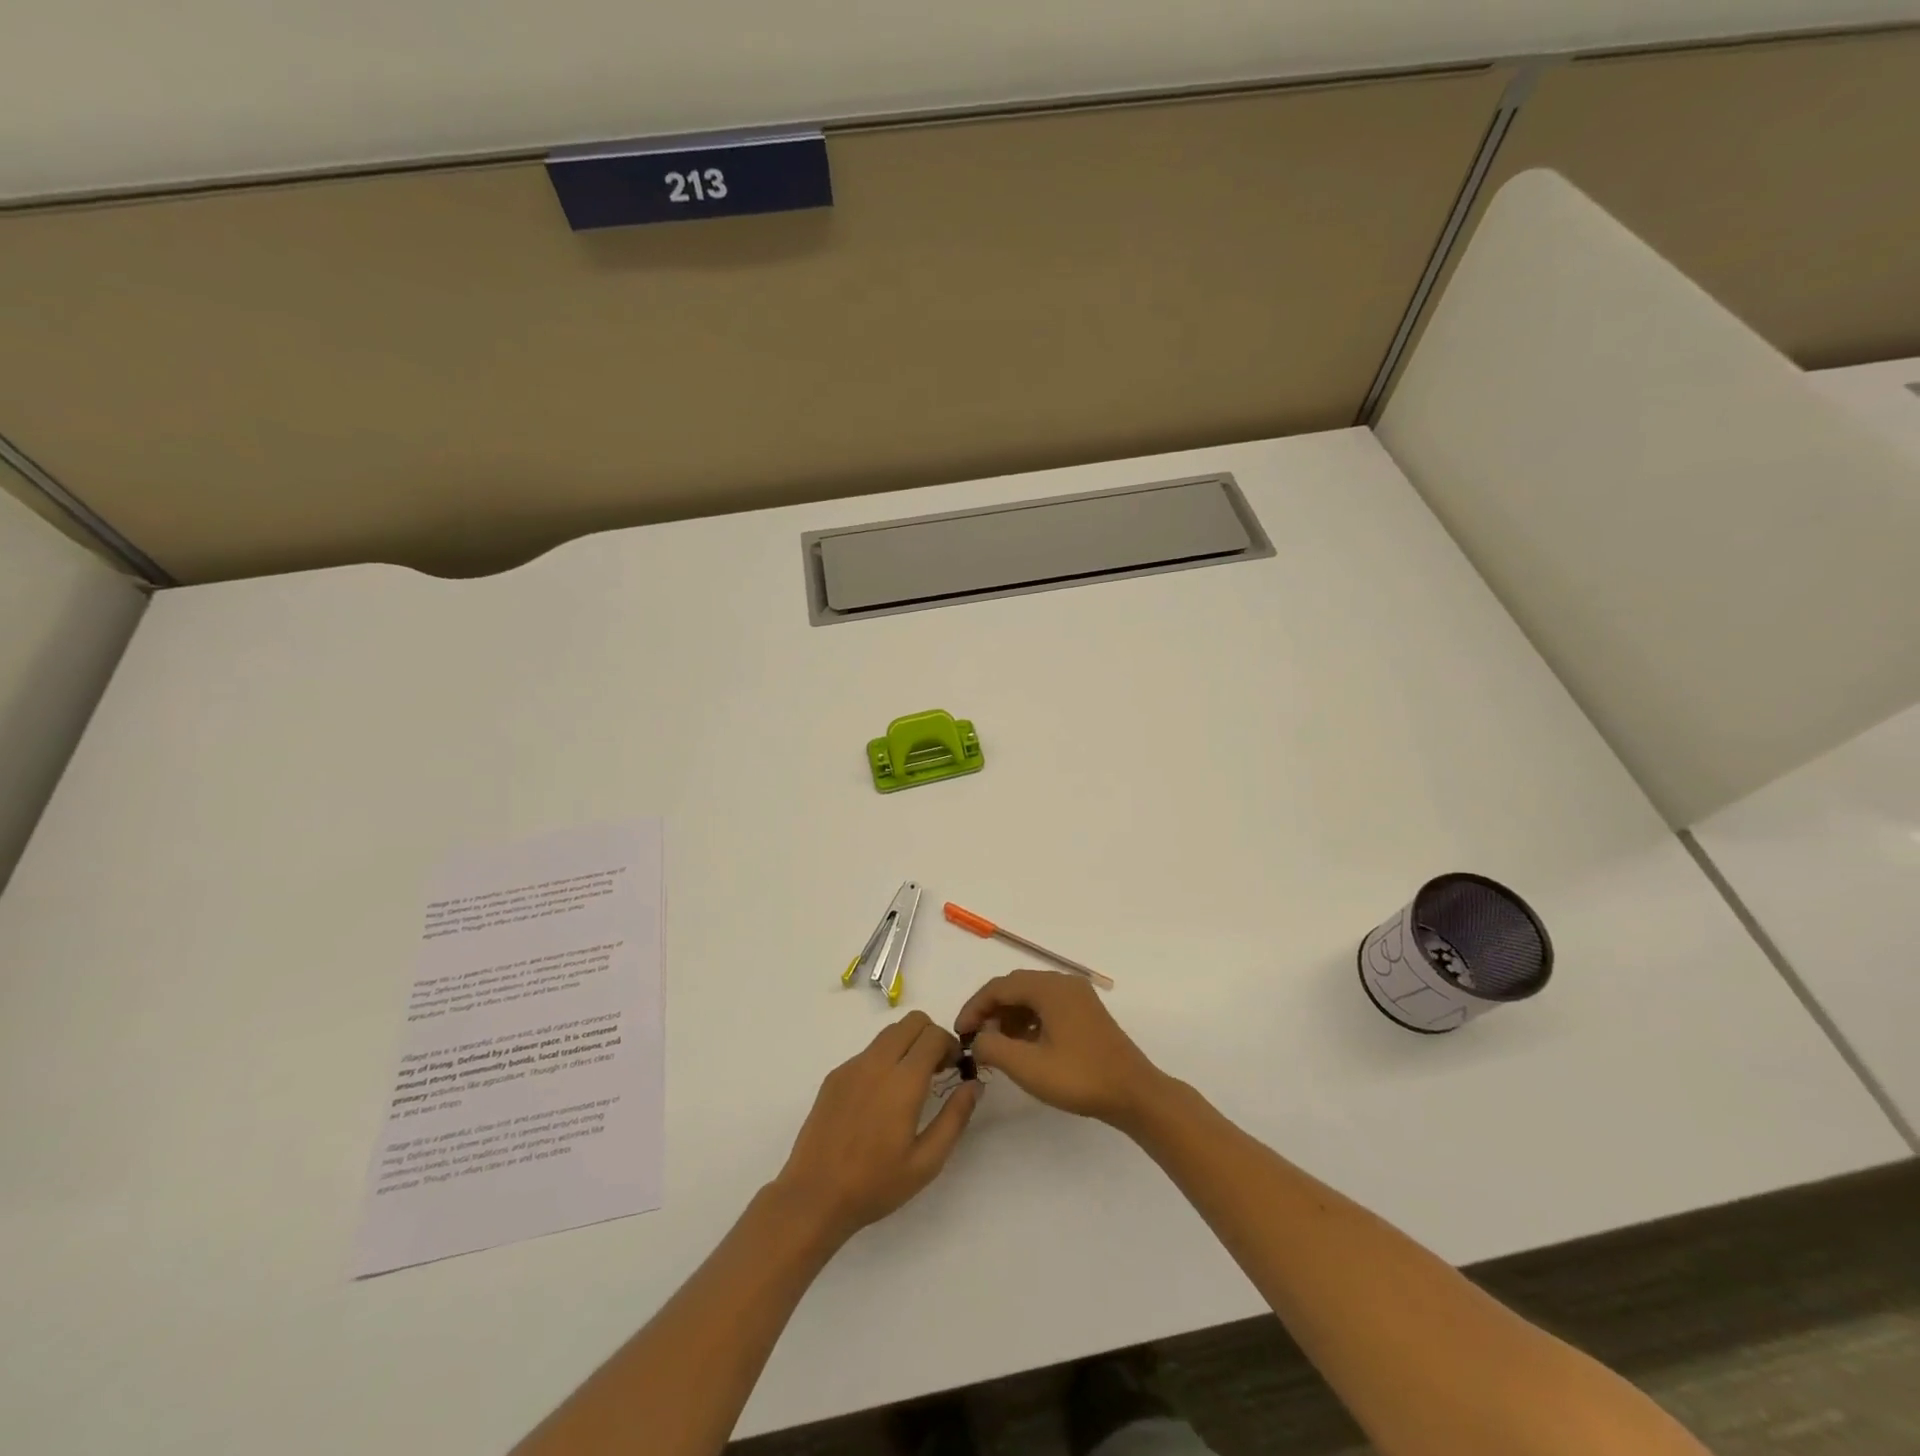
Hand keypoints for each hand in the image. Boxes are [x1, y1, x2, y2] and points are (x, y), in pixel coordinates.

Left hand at [773, 1011, 980, 1244]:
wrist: (814, 1196)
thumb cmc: (875, 1184)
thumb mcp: (927, 1162)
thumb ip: (955, 1118)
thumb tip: (974, 1084)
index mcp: (903, 1081)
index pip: (934, 1035)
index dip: (951, 1045)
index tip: (955, 1069)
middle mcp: (877, 1063)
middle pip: (912, 1021)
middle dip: (931, 1037)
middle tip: (936, 1070)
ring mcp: (852, 1066)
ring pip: (889, 1032)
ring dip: (908, 1044)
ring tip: (910, 1084)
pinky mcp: (835, 1076)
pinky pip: (868, 1052)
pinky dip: (884, 1059)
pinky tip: (880, 1099)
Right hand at [954, 969, 1164, 1127]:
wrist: (1134, 1093)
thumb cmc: (1079, 1077)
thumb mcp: (1028, 1067)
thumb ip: (993, 1048)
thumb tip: (977, 1039)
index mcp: (1049, 988)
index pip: (999, 987)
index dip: (974, 1008)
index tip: (960, 1034)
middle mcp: (1063, 983)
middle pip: (1015, 987)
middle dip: (991, 1010)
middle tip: (975, 1039)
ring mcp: (1078, 996)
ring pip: (1031, 997)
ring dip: (1009, 1016)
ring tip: (996, 1045)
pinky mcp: (1086, 1012)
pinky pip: (1047, 1006)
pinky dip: (1028, 1020)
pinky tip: (1023, 1046)